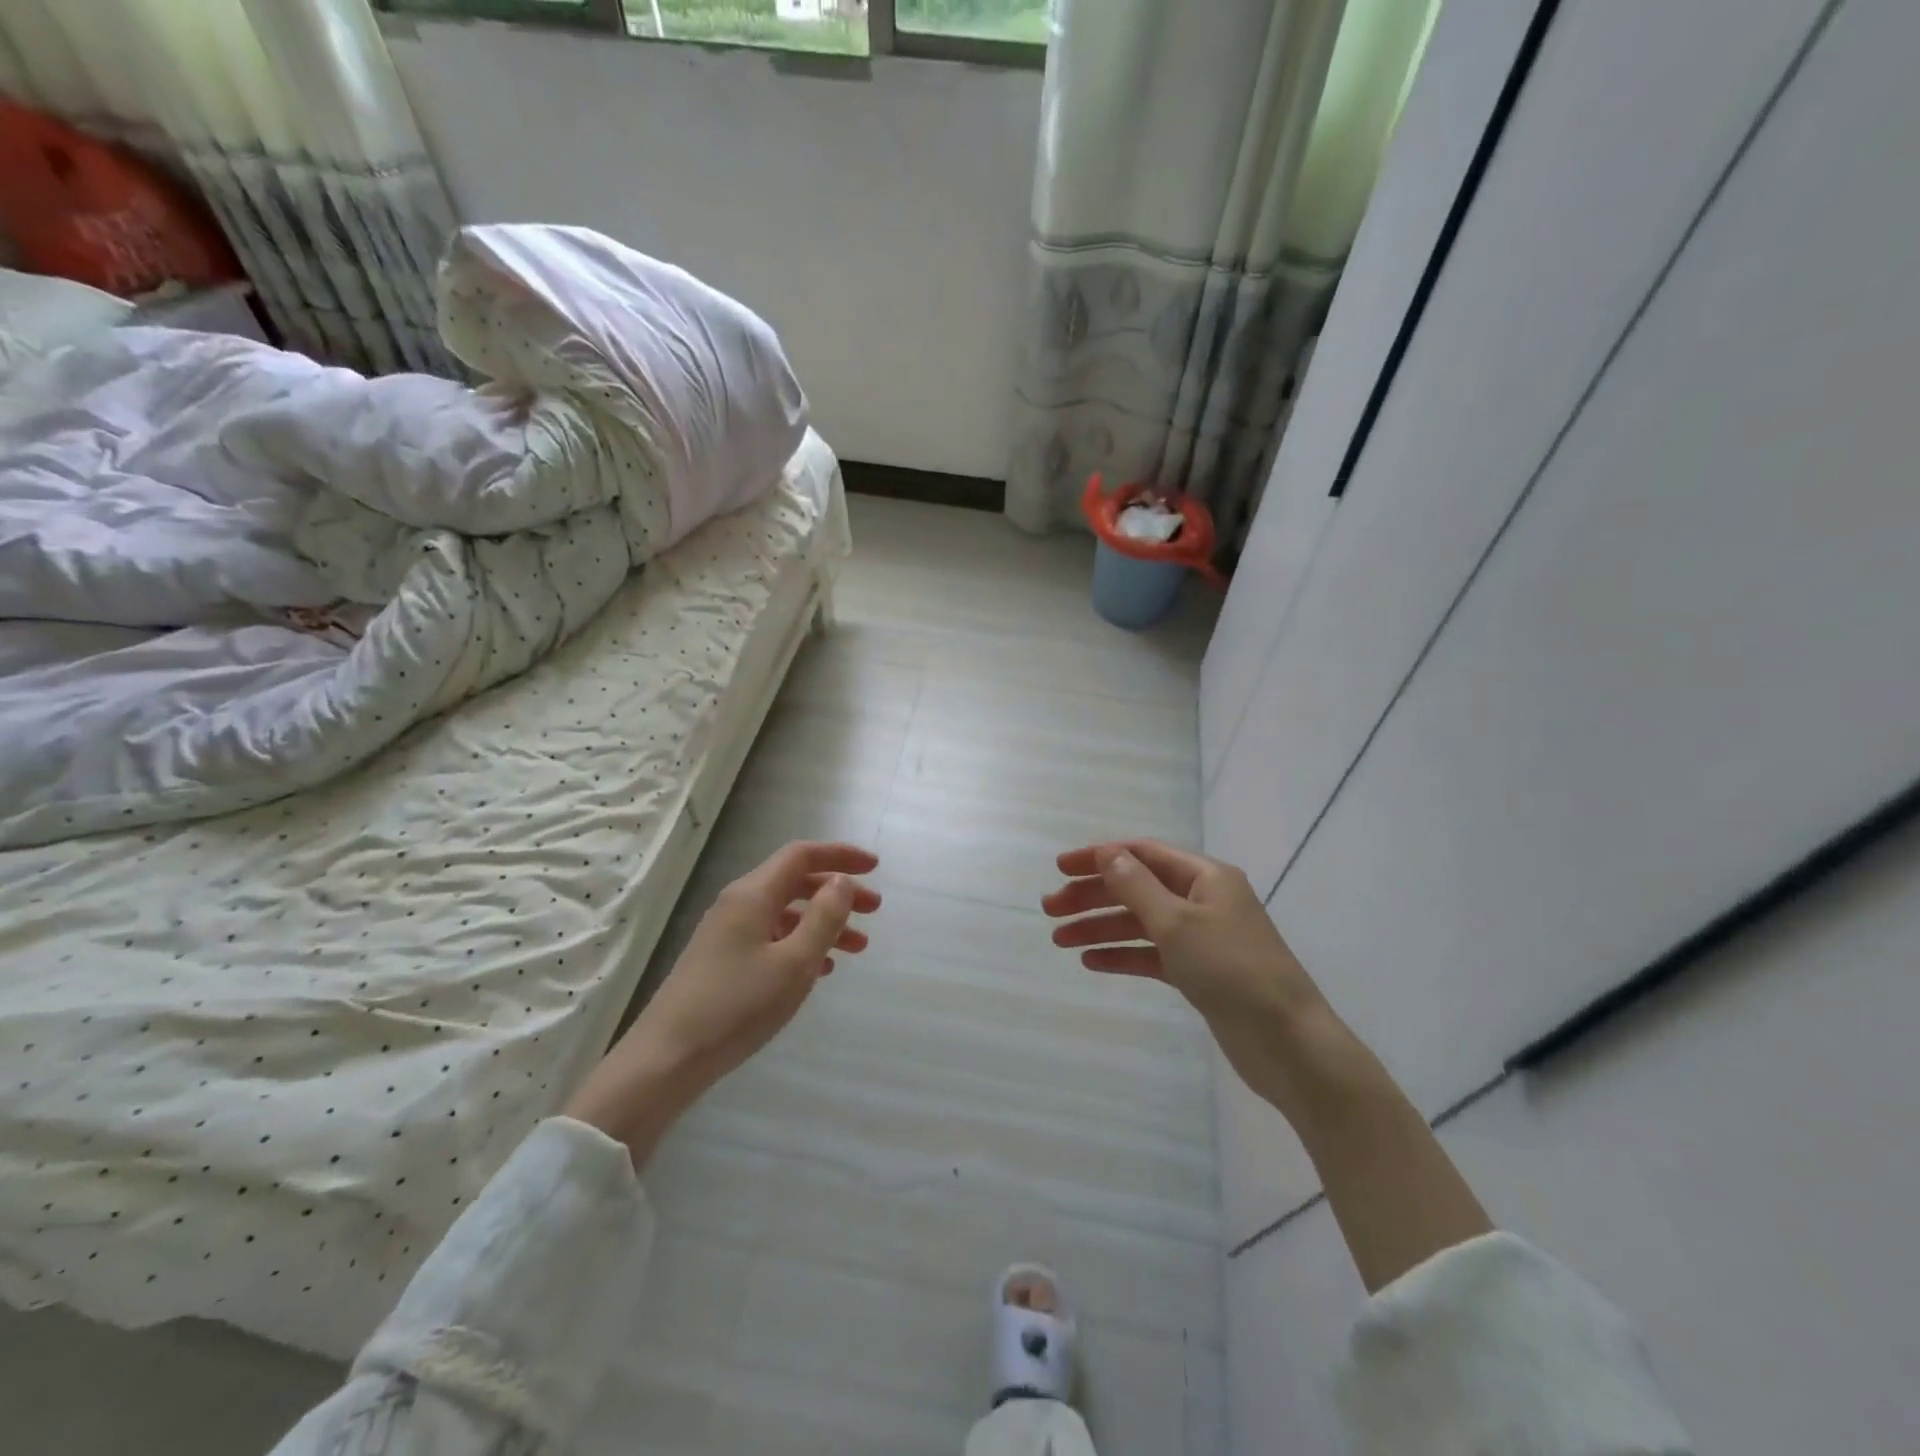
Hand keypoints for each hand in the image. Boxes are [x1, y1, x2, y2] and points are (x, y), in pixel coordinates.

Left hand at [566, 841, 879, 1164]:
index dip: (840, 855)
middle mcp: (739, 905)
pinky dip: (802, 944)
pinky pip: (772, 938)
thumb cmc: (736, 1007)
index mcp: (753, 895)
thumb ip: (824, 918)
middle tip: (875, 910)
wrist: (666, 1060)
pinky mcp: (723, 962)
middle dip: (838, 891)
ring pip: (787, 914)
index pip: (801, 856)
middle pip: (796, 882)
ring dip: (824, 923)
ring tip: (858, 947)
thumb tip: (841, 882)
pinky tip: (822, 969)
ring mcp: (728, 934)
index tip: (875, 867)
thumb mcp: (794, 963)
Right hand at [1042, 840, 1333, 1108]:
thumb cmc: (1232, 970)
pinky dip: (1123, 956)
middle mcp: (1203, 900)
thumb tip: (1107, 854)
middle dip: (1093, 896)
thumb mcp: (1177, 922)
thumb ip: (1136, 886)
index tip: (1059, 868)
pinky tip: (1091, 961)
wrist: (1288, 1042)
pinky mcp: (1200, 973)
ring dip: (1100, 928)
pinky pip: (1152, 955)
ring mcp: (1202, 938)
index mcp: (1205, 877)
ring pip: (1140, 923)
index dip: (1099, 856)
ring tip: (1059, 940)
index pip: (1142, 854)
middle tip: (1050, 910)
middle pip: (1137, 888)